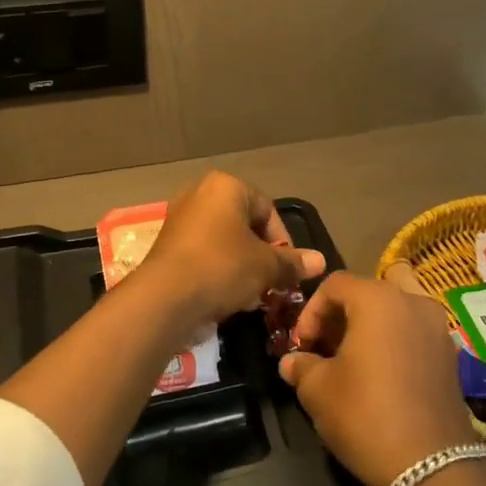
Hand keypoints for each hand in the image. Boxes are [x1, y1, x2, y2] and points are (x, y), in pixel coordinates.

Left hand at [136, 171, 326, 326]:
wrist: (164, 299)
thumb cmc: (222, 268)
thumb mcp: (265, 266)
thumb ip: (292, 262)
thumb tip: (321, 261)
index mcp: (225, 186)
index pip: (267, 209)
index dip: (284, 241)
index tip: (289, 269)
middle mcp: (199, 194)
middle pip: (244, 226)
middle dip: (262, 256)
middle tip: (272, 283)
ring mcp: (180, 220)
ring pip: (224, 243)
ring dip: (242, 267)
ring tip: (251, 295)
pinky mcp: (167, 247)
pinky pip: (204, 255)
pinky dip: (219, 272)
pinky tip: (227, 298)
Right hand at [279, 272, 481, 485]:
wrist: (431, 465)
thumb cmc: (365, 414)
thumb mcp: (318, 390)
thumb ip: (302, 366)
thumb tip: (291, 362)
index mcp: (378, 299)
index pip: (335, 285)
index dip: (311, 311)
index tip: (302, 345)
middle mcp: (412, 302)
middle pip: (366, 294)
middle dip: (339, 318)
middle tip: (322, 350)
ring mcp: (437, 327)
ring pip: (394, 312)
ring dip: (368, 328)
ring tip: (351, 362)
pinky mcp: (450, 355)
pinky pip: (413, 333)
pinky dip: (393, 343)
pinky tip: (379, 376)